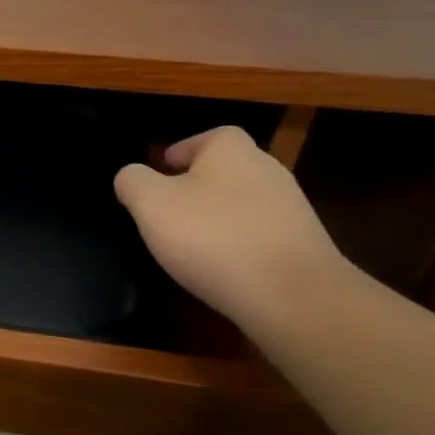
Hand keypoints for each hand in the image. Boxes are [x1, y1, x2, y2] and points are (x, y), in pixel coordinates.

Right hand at [114, 125, 350, 333]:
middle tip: (168, 211)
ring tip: (191, 245)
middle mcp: (268, 171)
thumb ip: (133, 182)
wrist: (293, 297)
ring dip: (218, 219)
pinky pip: (260, 237)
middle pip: (226, 171)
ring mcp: (291, 211)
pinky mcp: (303, 248)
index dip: (182, 151)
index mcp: (232, 151)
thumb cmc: (213, 236)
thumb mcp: (151, 204)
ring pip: (243, 205)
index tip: (161, 172)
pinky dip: (239, 247)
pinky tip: (222, 270)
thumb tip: (131, 176)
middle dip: (198, 187)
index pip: (207, 137)